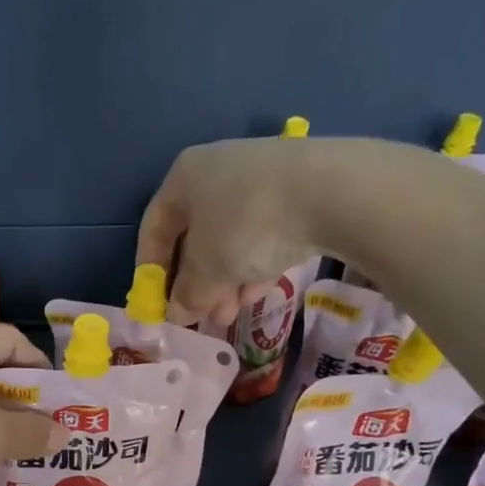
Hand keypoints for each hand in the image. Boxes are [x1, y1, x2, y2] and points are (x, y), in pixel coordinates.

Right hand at [135, 137, 334, 326]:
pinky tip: (260, 292)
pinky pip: (264, 232)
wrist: (333, 190)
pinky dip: (256, 263)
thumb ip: (187, 295)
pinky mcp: (298, 189)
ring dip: (226, 280)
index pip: (154, 228)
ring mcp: (261, 177)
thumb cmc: (247, 225)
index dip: (151, 270)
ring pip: (231, 238)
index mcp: (185, 177)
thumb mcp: (208, 270)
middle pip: (196, 235)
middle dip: (197, 282)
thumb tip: (177, 313)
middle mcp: (218, 170)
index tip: (156, 303)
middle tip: (202, 315)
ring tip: (232, 313)